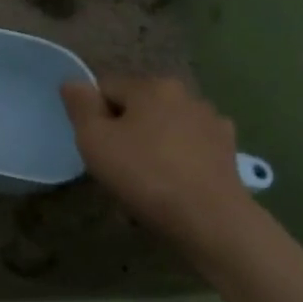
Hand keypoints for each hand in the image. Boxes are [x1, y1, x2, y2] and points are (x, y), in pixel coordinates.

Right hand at [61, 76, 253, 247]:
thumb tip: (73, 82)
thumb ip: (81, 106)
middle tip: (115, 164)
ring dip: (152, 142)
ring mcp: (213, 122)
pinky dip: (178, 158)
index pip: (106, 89)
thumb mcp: (94, 140)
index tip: (94, 146)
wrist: (209, 218)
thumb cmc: (143, 174)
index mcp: (152, 86)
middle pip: (138, 107)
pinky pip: (189, 147)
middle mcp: (187, 95)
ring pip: (165, 126)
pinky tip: (172, 183)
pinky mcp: (228, 149)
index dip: (92, 116)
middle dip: (124, 129)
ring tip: (144, 178)